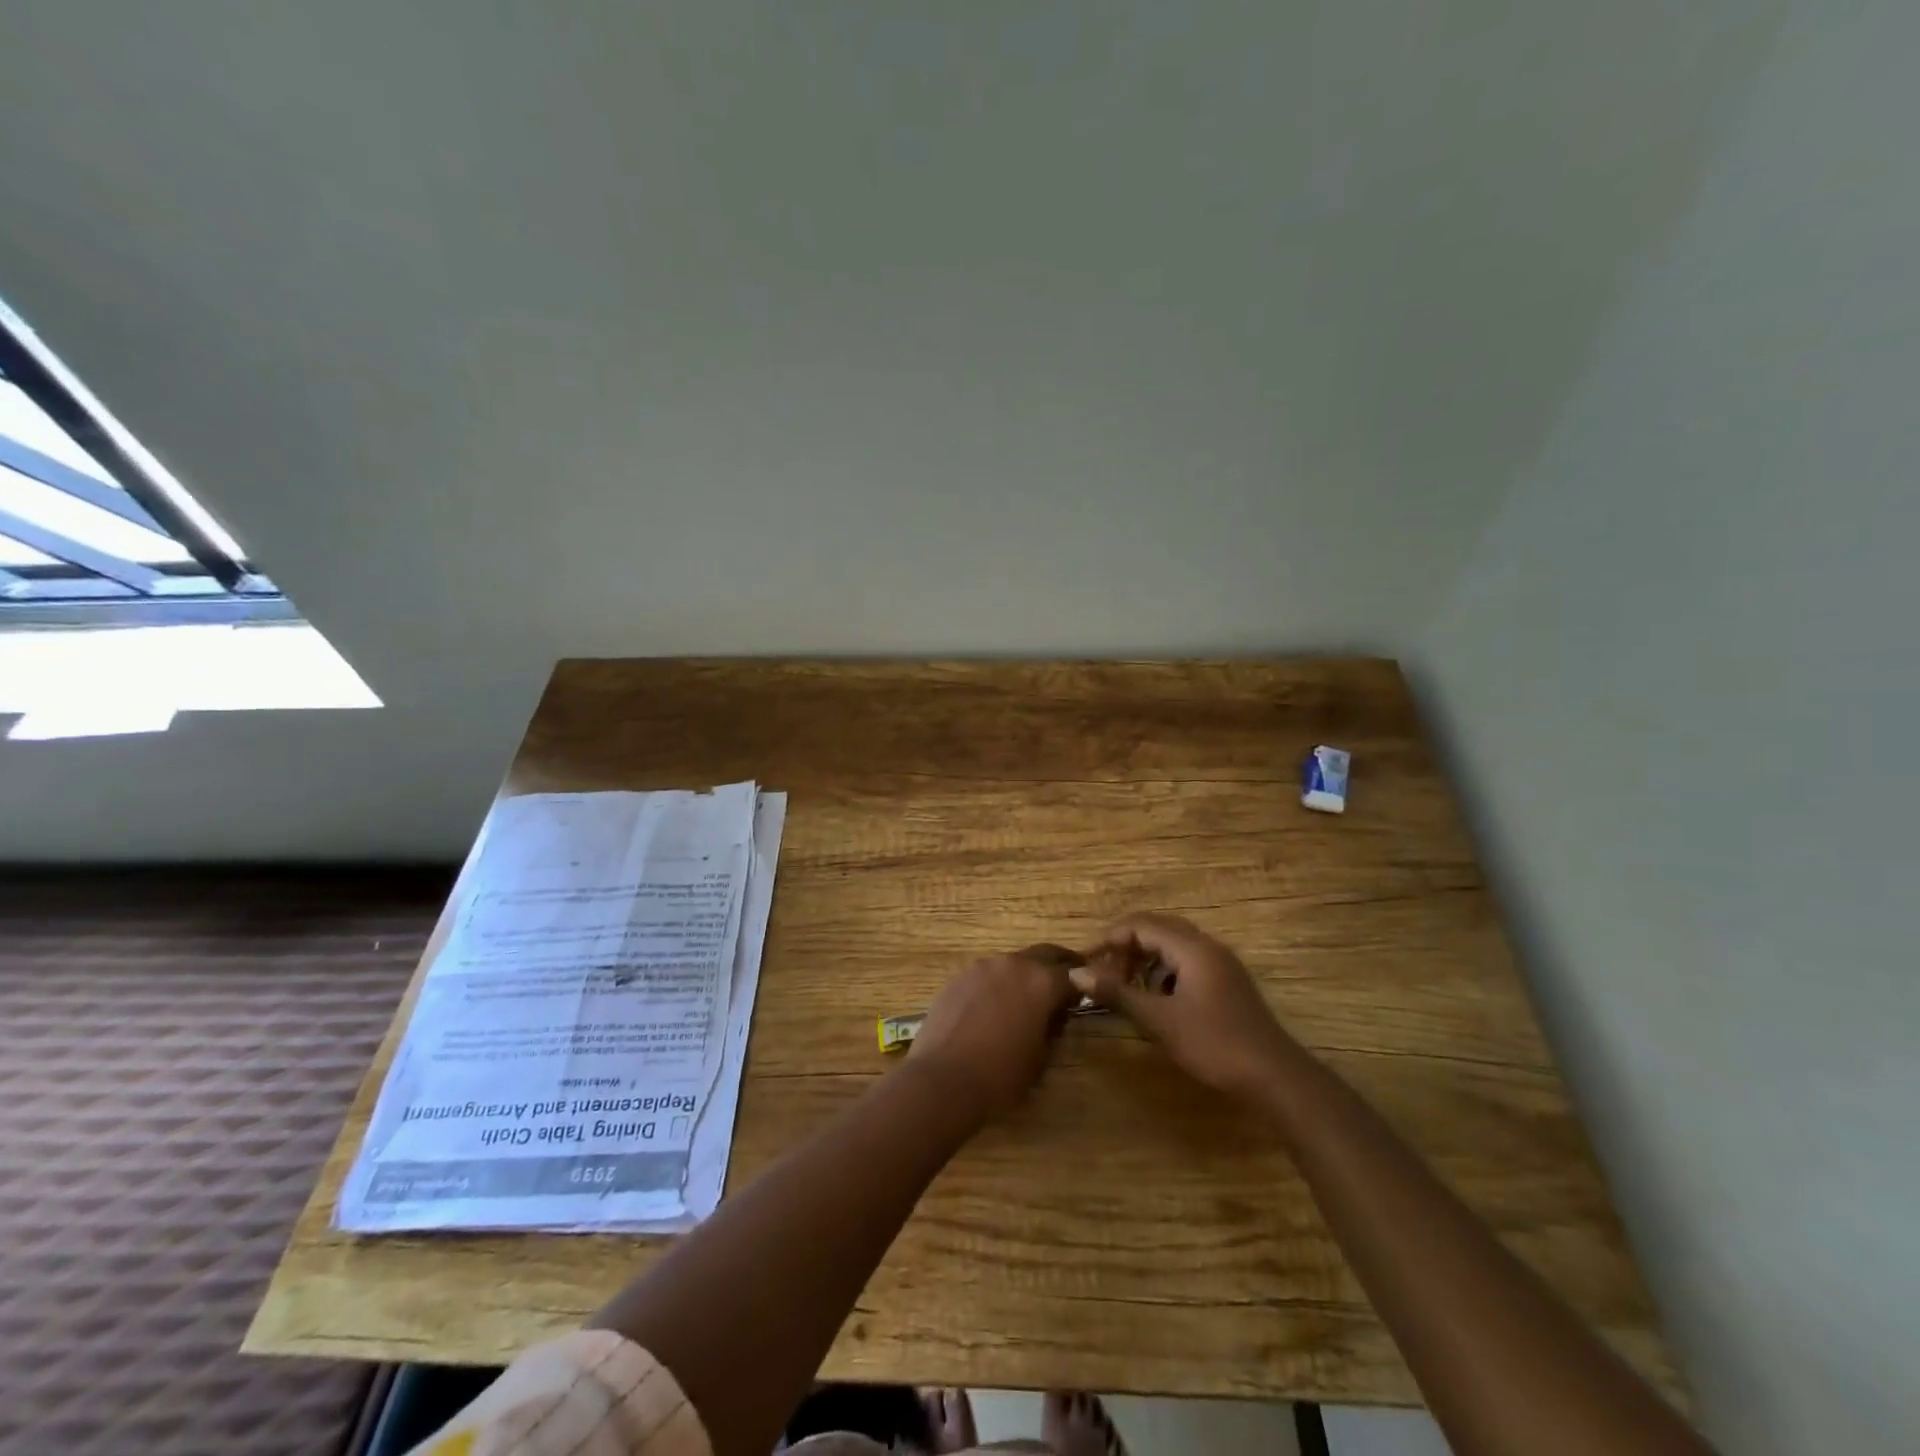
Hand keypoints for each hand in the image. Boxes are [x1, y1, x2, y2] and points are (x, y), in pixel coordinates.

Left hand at [907, 945, 1079, 1119]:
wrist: (943, 1078)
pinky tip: (991, 1008)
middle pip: (1045, 955)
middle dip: (1057, 967)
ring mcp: (983, 966)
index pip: (1074, 974)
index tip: (1081, 999)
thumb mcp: (1041, 1057)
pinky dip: (997, 984)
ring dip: (1024, 975)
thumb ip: (1054, 1027)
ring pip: (1014, 962)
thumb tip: (1055, 1014)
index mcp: (1042, 982)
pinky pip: (988, 973)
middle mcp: (1014, 963)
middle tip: (1062, 986)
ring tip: (1023, 1001)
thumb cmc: (1000, 1075)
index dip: (1081, 987)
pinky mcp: (960, 976)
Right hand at [1072, 913, 1296, 1101]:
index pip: (1142, 925)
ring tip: (1125, 985)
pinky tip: (1156, 999)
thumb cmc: (1214, 1044)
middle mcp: (1207, 947)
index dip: (1111, 938)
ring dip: (1145, 959)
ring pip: (1174, 946)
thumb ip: (1117, 993)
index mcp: (1192, 948)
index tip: (1089, 962)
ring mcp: (1221, 964)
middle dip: (1127, 946)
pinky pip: (1187, 962)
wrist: (1274, 1077)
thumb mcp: (1159, 1020)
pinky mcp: (1227, 983)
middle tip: (1103, 971)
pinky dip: (1164, 972)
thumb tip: (1076, 973)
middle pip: (1158, 929)